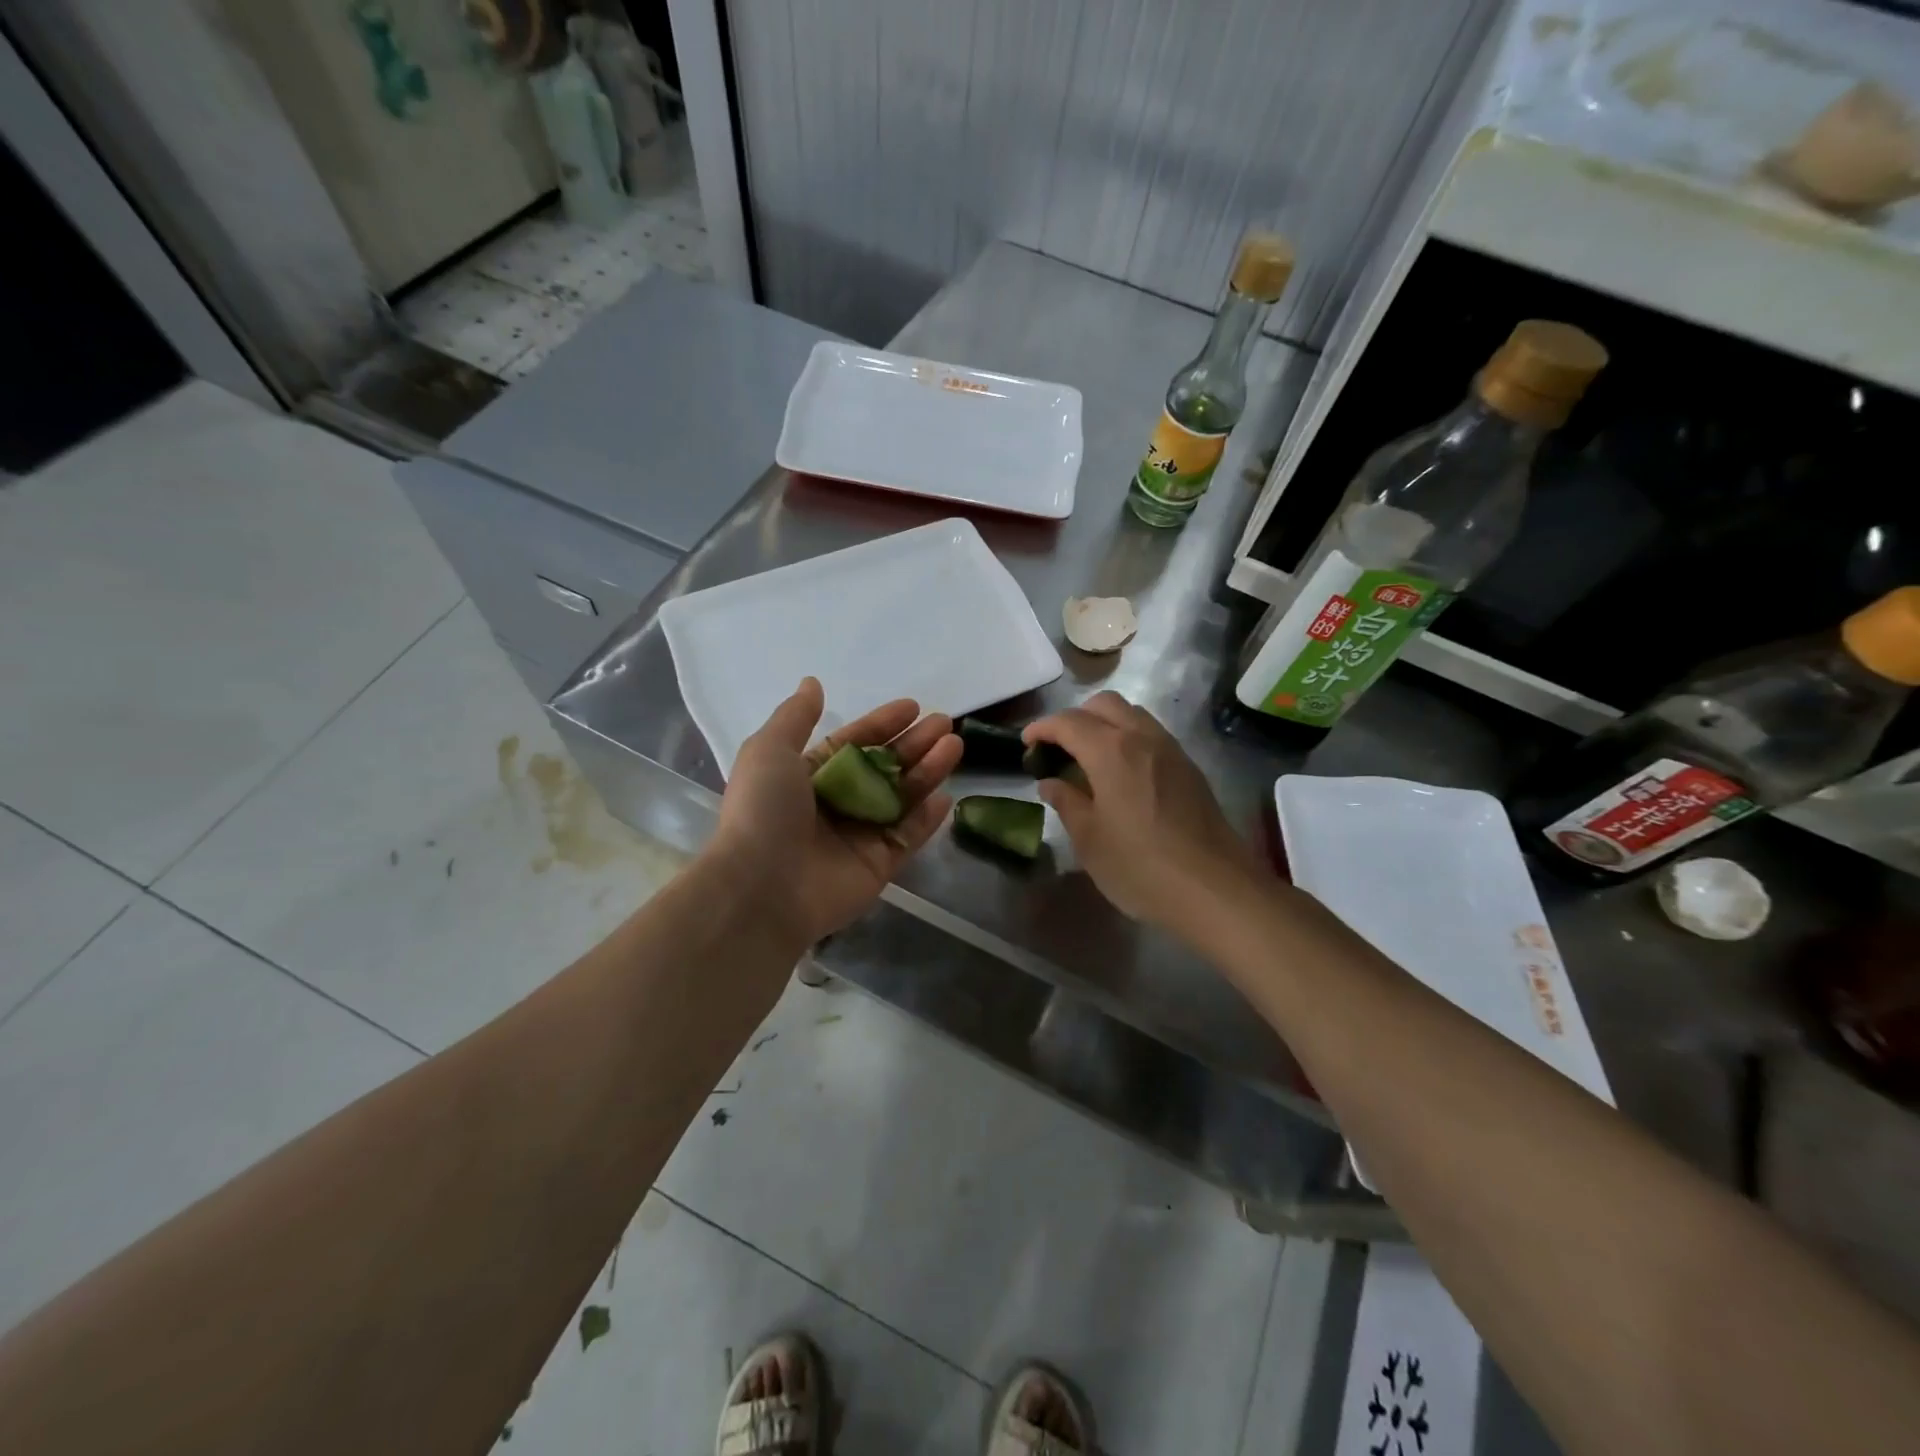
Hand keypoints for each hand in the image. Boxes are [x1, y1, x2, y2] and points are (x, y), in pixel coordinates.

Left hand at [708, 678, 961, 947]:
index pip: (852, 744)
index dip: (881, 724)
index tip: (912, 707)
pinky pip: (908, 837)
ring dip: (928, 771)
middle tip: (946, 724)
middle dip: (914, 744)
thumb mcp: (769, 750)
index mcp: (808, 777)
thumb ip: (795, 717)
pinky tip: (946, 795)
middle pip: (883, 768)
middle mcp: (835, 804)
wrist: (761, 888)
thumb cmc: (763, 811)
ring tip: (954, 746)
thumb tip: (812, 683)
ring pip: (901, 798)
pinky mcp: (877, 867)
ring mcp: (858, 836)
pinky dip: (927, 818)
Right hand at [1024, 692, 1263, 933]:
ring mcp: (1171, 750)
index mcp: (1111, 751)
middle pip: (1103, 704)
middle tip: (1058, 749)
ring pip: (1132, 714)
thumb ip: (1067, 803)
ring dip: (1104, 724)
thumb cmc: (1141, 867)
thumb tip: (1051, 783)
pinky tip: (1121, 774)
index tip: (1026, 744)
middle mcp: (1142, 737)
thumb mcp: (1090, 840)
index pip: (1068, 722)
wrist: (1216, 889)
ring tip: (1088, 758)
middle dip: (1075, 718)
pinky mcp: (1189, 767)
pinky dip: (1128, 738)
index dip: (1042, 728)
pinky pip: (1151, 734)